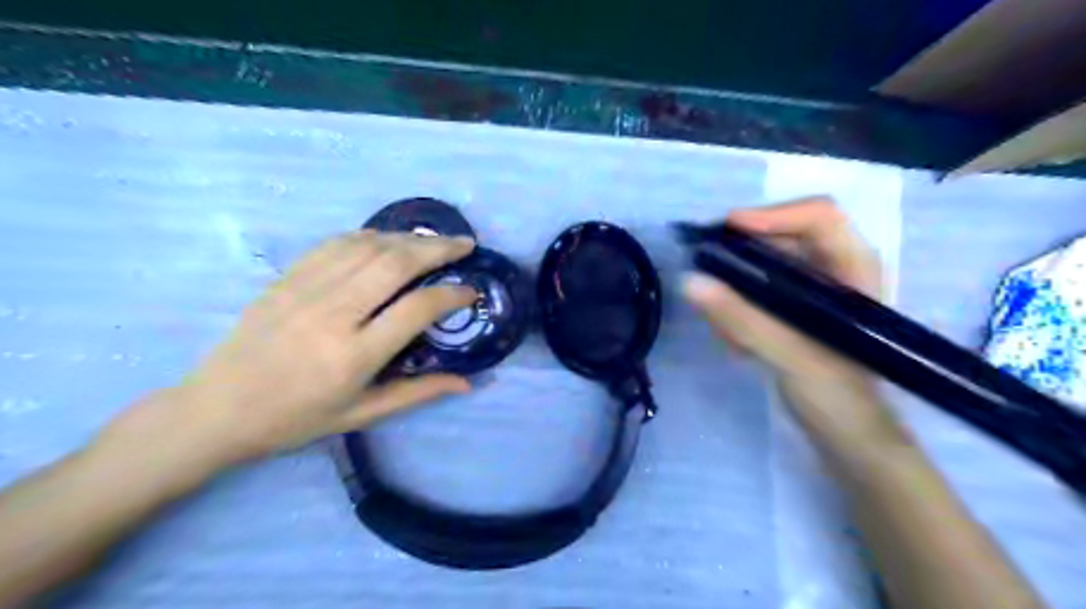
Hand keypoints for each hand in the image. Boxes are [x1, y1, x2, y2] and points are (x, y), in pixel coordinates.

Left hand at [95, 232, 476, 473]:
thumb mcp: (362, 414)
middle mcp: (334, 314)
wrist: (217, 408)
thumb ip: (418, 393)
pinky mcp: (288, 277)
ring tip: (435, 240)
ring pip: (369, 247)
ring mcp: (307, 290)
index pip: (417, 309)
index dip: (451, 295)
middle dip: (438, 249)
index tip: (470, 291)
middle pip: (396, 264)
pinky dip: (371, 235)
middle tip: (466, 244)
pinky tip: (388, 239)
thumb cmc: (295, 418)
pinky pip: (337, 243)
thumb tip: (468, 383)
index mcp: (355, 355)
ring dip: (409, 238)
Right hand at [682, 198, 884, 420]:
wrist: (850, 442)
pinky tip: (733, 342)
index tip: (727, 229)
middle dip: (742, 256)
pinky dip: (740, 312)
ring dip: (737, 291)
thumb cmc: (840, 398)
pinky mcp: (797, 316)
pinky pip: (760, 296)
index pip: (819, 217)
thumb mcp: (792, 355)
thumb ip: (742, 318)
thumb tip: (690, 281)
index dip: (773, 215)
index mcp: (855, 271)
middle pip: (785, 240)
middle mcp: (836, 274)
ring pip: (766, 270)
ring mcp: (816, 296)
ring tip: (721, 326)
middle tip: (705, 268)